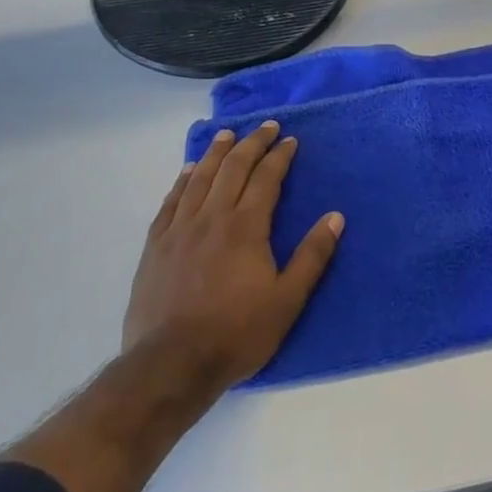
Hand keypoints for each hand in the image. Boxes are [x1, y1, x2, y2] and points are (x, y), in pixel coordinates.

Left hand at [123, 120, 342, 406]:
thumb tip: (335, 217)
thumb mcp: (287, 300)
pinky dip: (183, 180)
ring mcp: (179, 230)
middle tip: (266, 126)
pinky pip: (170, 201)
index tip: (290, 140)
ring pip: (200, 178)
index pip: (266, 178)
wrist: (170, 364)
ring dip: (217, 153)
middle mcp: (212, 217)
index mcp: (246, 226)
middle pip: (233, 168)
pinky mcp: (156, 246)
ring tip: (227, 134)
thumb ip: (312, 256)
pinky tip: (188, 171)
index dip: (279, 156)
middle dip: (252, 143)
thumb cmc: (236, 333)